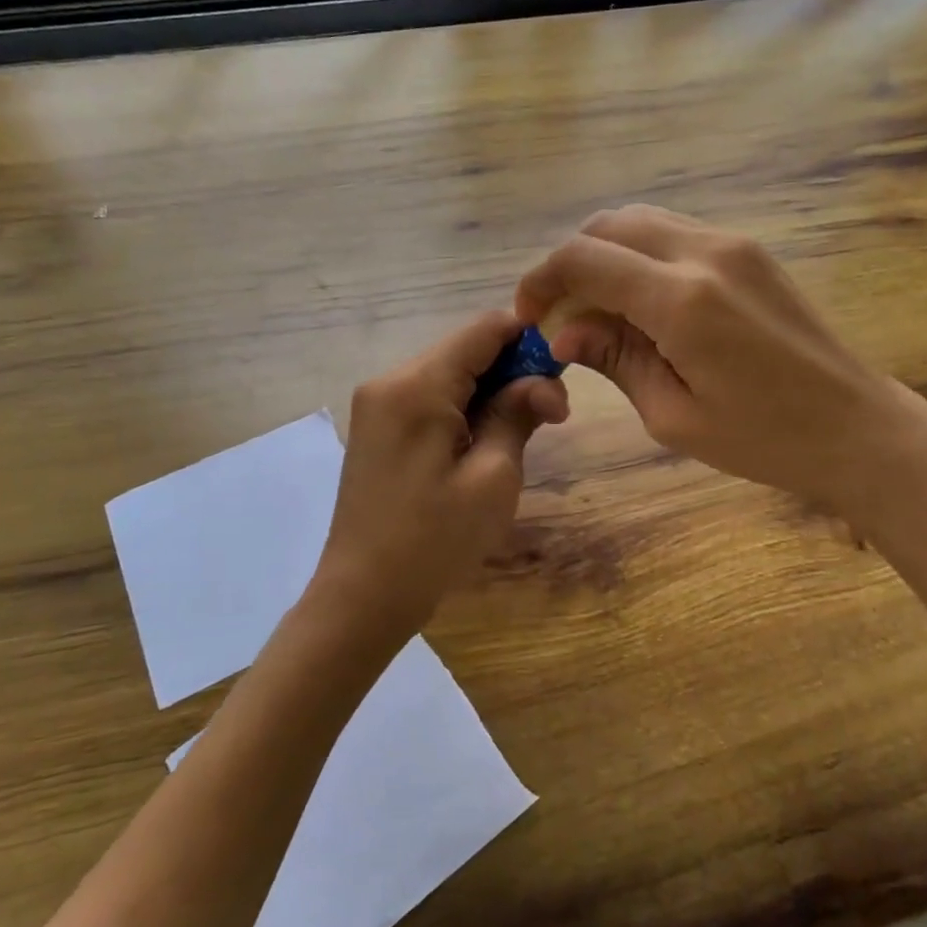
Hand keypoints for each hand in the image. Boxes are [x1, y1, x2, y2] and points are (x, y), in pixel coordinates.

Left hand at [312, 312, 568, 642]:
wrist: (362, 597)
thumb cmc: (434, 541)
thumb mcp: (493, 477)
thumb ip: (517, 413)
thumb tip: (544, 380)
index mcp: (416, 385)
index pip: (483, 329)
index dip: (530, 338)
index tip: (564, 370)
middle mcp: (389, 380)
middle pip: (465, 349)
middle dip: (513, 371)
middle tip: (551, 415)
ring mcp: (377, 403)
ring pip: (449, 373)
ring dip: (490, 392)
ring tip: (519, 434)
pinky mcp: (377, 426)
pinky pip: (430, 398)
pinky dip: (464, 408)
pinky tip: (483, 441)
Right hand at [516, 206, 926, 507]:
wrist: (858, 427)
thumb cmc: (765, 439)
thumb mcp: (673, 415)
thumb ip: (614, 360)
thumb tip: (563, 332)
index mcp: (682, 300)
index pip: (584, 259)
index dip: (541, 280)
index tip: (528, 316)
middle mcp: (705, 253)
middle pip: (610, 225)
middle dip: (570, 262)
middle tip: (560, 314)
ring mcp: (734, 244)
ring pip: (643, 221)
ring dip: (606, 254)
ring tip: (598, 309)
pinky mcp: (751, 251)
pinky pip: (676, 234)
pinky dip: (642, 255)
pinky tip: (643, 302)